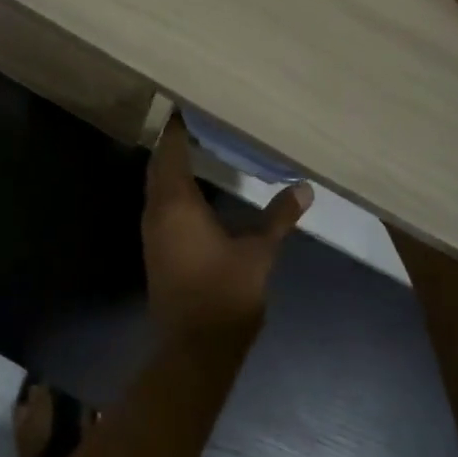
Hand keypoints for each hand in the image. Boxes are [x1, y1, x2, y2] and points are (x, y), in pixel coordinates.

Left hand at [142, 115, 311, 341]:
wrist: (194, 349)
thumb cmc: (226, 293)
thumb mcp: (259, 252)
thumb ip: (279, 217)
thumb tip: (305, 188)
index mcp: (176, 203)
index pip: (170, 151)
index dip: (177, 128)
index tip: (189, 106)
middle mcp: (157, 210)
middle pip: (158, 165)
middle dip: (173, 143)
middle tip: (198, 123)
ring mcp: (152, 231)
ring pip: (156, 185)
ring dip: (170, 166)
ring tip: (198, 148)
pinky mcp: (156, 248)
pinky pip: (159, 204)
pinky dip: (171, 188)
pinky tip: (194, 190)